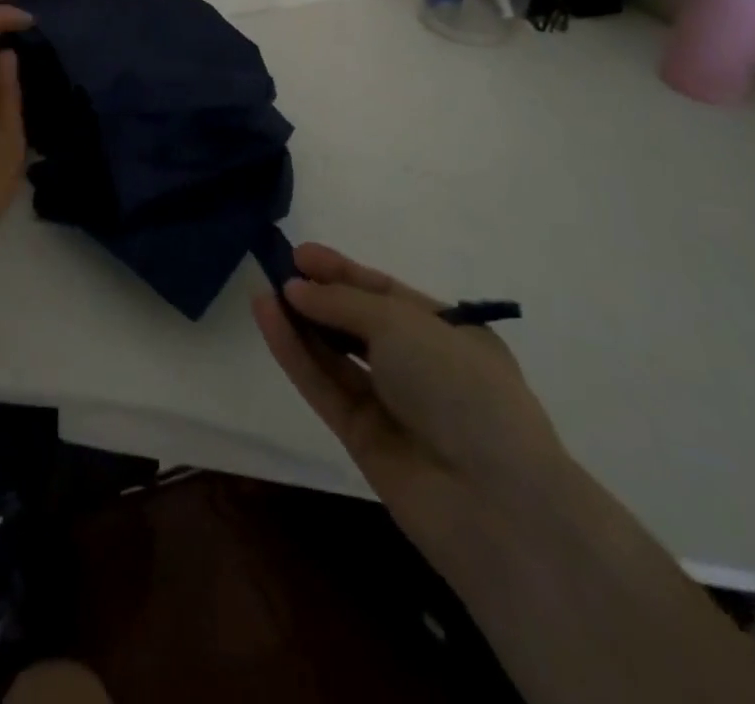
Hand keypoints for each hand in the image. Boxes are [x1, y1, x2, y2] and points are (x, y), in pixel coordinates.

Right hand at [252, 243, 570, 548]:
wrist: (492, 501)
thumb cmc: (460, 386)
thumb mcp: (401, 323)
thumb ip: (341, 303)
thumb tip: (294, 288)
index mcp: (448, 332)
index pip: (385, 292)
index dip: (342, 271)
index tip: (300, 253)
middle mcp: (420, 366)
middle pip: (358, 322)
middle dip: (319, 296)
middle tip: (277, 270)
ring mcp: (391, 405)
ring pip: (335, 355)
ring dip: (300, 323)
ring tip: (262, 290)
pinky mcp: (362, 439)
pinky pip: (323, 385)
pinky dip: (295, 353)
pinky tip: (267, 318)